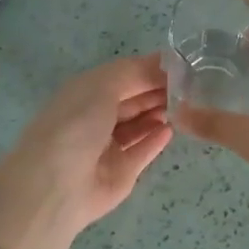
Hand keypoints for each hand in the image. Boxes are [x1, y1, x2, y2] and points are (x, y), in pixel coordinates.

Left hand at [0, 54, 172, 248]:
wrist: (57, 185)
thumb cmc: (76, 124)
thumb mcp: (103, 85)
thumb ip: (136, 72)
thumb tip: (167, 63)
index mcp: (85, 92)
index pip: (124, 75)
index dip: (151, 69)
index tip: (183, 65)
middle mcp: (95, 117)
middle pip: (133, 99)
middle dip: (158, 90)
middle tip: (191, 86)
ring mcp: (107, 147)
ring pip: (139, 125)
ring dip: (159, 113)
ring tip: (185, 105)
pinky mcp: (120, 172)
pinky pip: (142, 152)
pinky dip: (156, 140)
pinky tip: (171, 129)